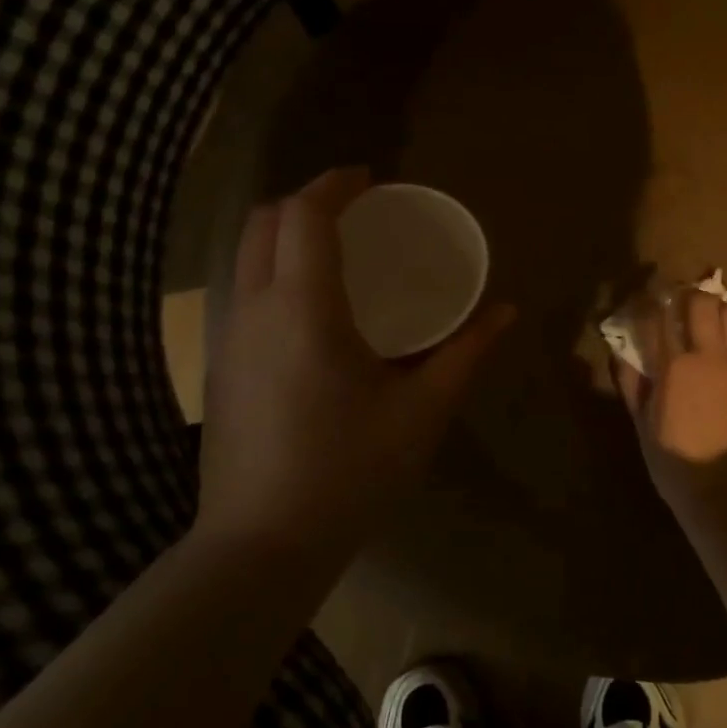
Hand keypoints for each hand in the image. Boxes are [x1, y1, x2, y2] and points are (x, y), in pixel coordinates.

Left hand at [196, 169, 512, 552]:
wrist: (260, 548)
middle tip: (356, 211)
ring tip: (338, 254)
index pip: (305, 215)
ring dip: (287, 235)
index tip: (370, 179)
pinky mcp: (220, 368)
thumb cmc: (350, 471)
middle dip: (306, 201)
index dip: (335, 185)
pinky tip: (314, 310)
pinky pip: (244, 291)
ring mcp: (227, 339)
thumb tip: (506, 312)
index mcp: (303, 308)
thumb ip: (466, 353)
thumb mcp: (422, 411)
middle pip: (263, 222)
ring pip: (246, 256)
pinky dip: (275, 271)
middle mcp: (254, 309)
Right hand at [614, 290, 726, 506]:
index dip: (650, 303)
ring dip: (719, 311)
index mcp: (673, 367)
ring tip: (710, 321)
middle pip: (701, 303)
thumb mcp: (643, 425)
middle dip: (688, 296)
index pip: (658, 317)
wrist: (726, 494)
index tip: (645, 300)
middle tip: (680, 305)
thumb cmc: (675, 463)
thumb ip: (632, 384)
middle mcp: (708, 355)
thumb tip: (622, 354)